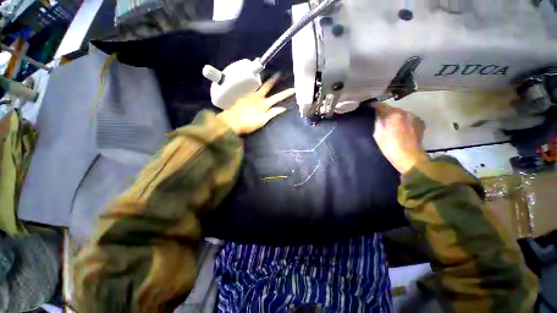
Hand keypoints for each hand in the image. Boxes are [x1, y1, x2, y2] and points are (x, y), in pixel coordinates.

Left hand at [217, 74, 294, 134]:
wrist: (231, 122)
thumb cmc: (248, 124)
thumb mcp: (262, 121)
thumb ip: (272, 113)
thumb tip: (283, 108)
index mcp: (264, 105)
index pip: (278, 97)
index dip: (286, 93)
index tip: (293, 89)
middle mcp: (258, 97)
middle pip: (268, 87)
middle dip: (275, 80)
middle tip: (280, 73)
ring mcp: (250, 95)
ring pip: (259, 85)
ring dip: (264, 79)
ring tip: (268, 73)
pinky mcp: (243, 96)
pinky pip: (250, 87)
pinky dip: (254, 84)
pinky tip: (254, 80)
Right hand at [372, 103, 428, 173]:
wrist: (409, 158)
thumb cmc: (390, 147)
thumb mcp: (378, 134)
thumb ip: (377, 122)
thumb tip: (377, 115)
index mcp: (394, 114)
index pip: (382, 105)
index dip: (374, 105)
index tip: (369, 106)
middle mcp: (406, 112)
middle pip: (393, 109)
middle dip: (386, 112)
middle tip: (379, 117)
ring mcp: (414, 117)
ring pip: (401, 114)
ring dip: (395, 117)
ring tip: (390, 124)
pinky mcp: (420, 124)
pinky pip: (408, 119)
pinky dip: (403, 121)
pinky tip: (400, 128)